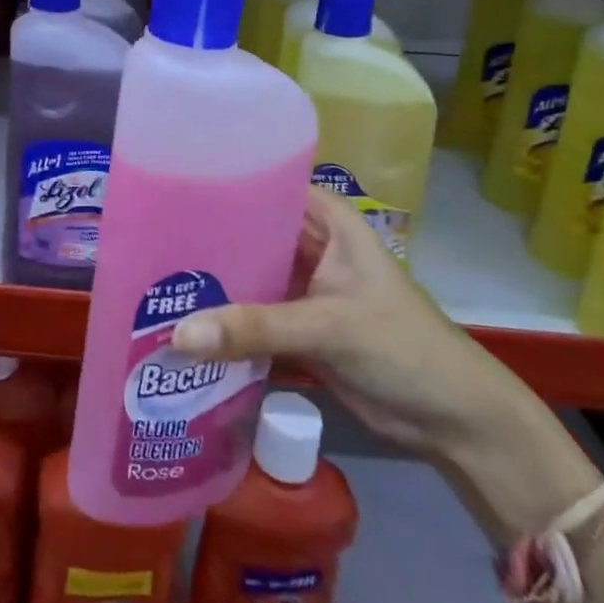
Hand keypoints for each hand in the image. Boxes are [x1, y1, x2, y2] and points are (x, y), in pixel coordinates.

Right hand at [170, 185, 528, 457]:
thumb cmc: (402, 346)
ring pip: (250, 274)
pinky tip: (182, 322)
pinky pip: (253, 316)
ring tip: (155, 278)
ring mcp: (304, 288)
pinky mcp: (299, 329)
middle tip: (150, 238)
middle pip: (252, 231)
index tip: (171, 185)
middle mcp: (312, 245)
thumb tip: (176, 335)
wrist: (453, 421)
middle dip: (209, 236)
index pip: (268, 183)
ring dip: (214, 282)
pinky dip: (226, 321)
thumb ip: (254, 328)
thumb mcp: (328, 326)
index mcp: (328, 220)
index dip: (225, 181)